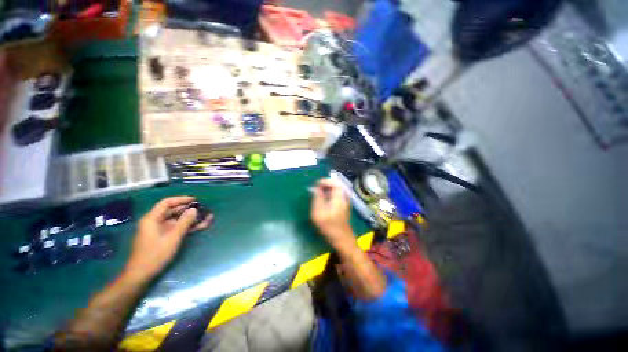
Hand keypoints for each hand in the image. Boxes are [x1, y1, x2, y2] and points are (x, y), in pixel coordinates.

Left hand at [123, 196, 212, 281]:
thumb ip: (184, 222)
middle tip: (204, 210)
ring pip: (177, 220)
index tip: (195, 200)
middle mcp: (155, 222)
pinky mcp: (163, 237)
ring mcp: (159, 230)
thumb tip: (194, 209)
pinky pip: (177, 228)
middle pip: (173, 211)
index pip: (167, 203)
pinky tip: (200, 226)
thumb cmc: (155, 255)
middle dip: (189, 210)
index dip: (181, 200)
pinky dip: (187, 227)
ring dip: (191, 219)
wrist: (141, 275)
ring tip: (207, 218)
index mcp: (152, 219)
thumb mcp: (173, 237)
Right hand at [311, 179, 353, 246]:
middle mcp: (344, 197)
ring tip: (319, 193)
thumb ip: (317, 198)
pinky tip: (324, 199)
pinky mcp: (344, 205)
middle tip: (316, 188)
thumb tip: (315, 188)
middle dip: (326, 184)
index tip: (316, 185)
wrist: (342, 239)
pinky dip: (330, 193)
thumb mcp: (319, 213)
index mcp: (339, 197)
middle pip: (336, 184)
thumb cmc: (329, 227)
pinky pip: (337, 194)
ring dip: (328, 188)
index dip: (325, 181)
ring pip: (337, 189)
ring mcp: (345, 201)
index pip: (334, 182)